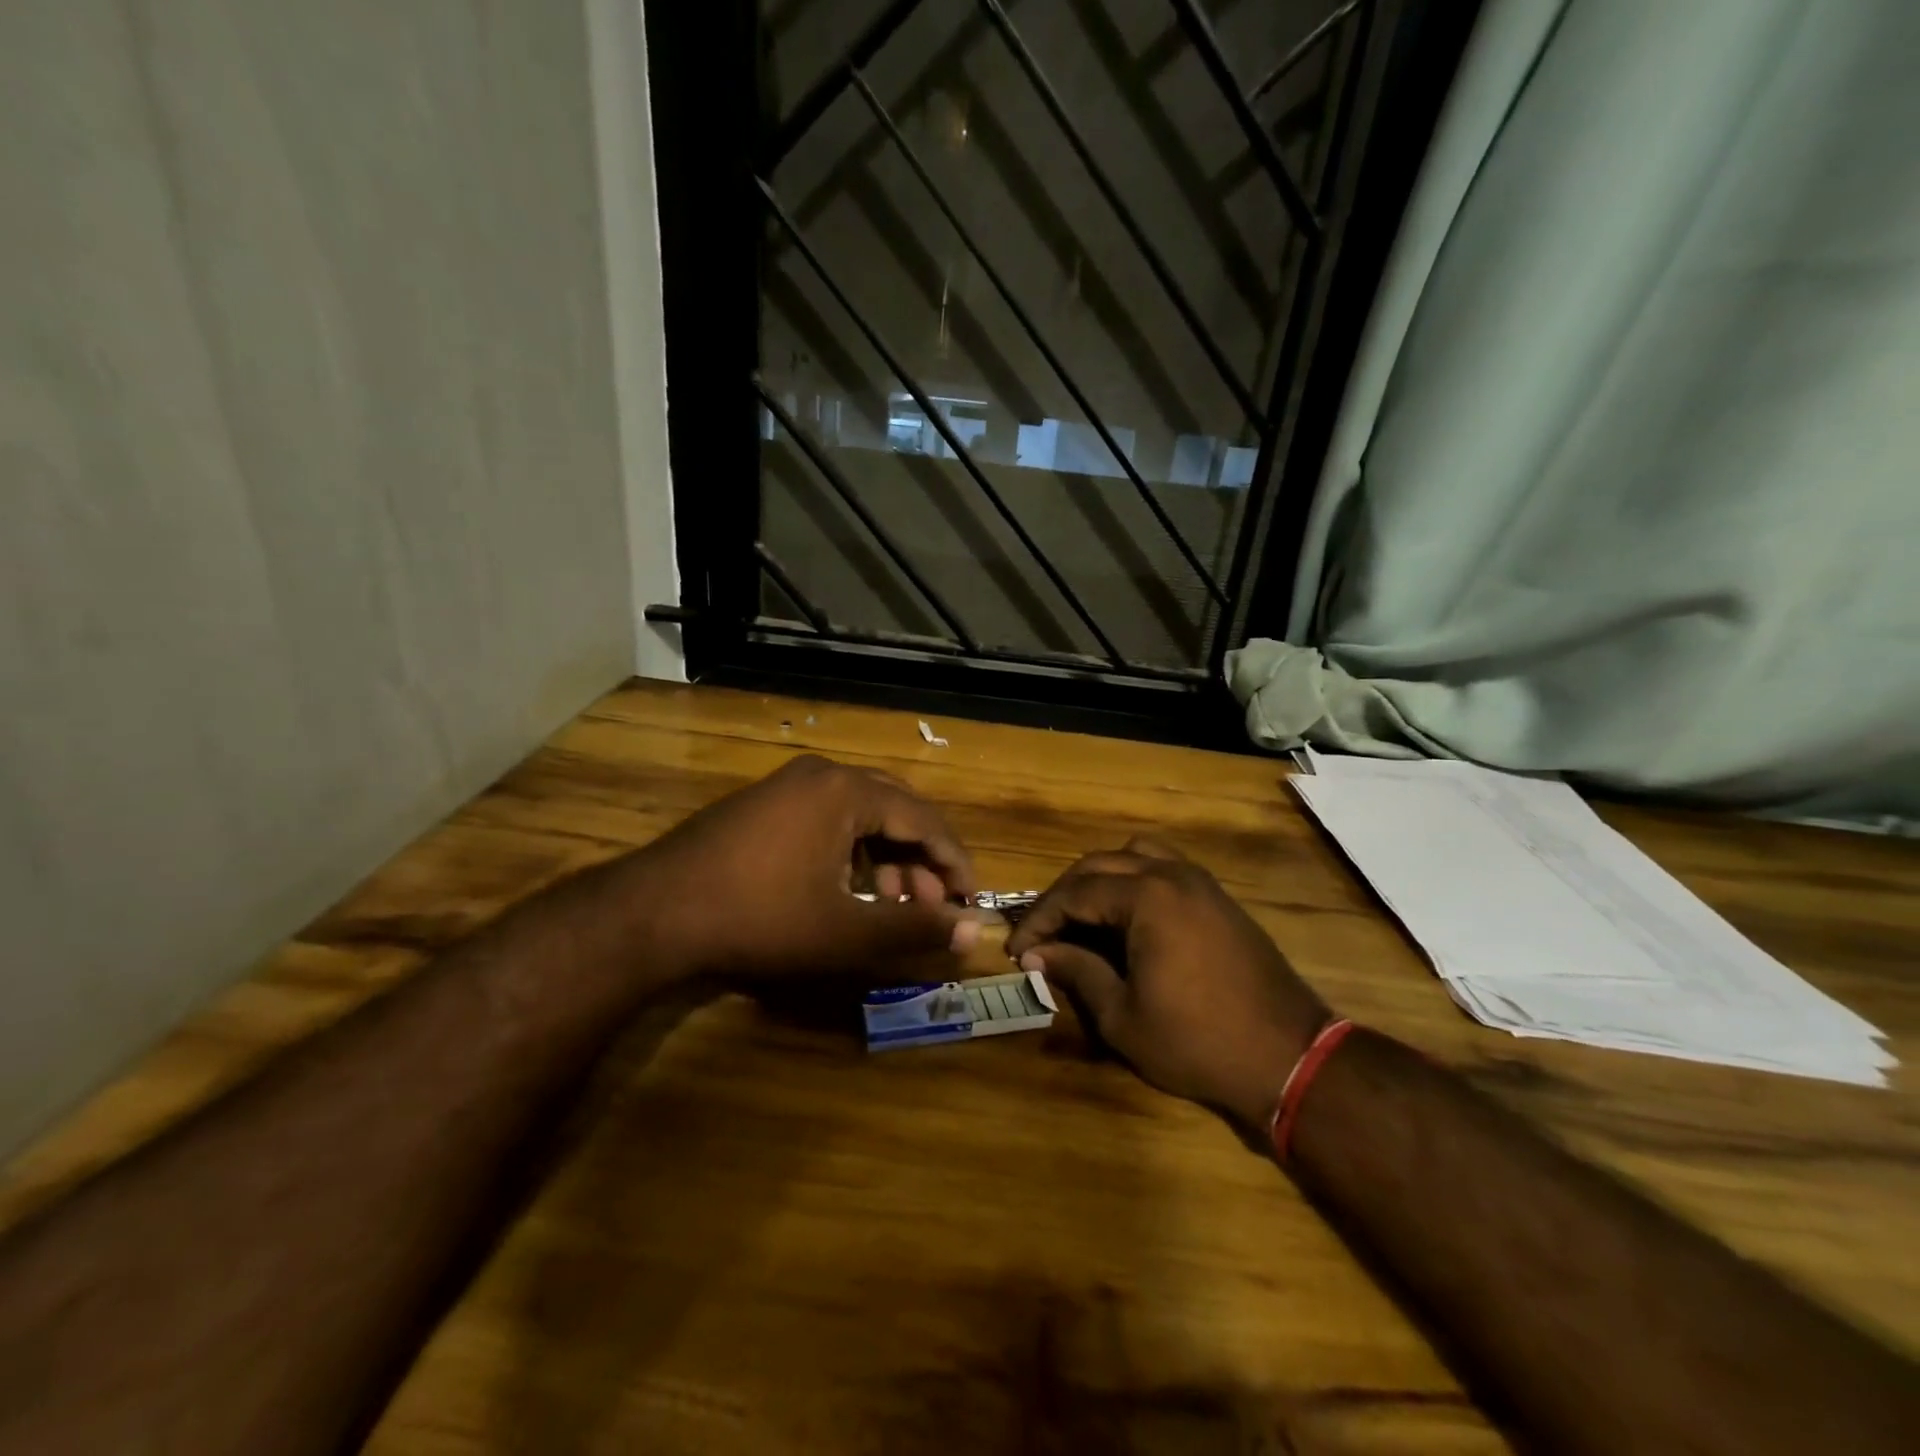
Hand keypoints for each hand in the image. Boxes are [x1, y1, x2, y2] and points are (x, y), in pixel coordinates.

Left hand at [635, 754, 978, 978]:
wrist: (654, 913)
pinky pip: (828, 819)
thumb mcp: (844, 931)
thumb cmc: (759, 917)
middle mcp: (821, 775)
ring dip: (886, 858)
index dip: (954, 862)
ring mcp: (787, 786)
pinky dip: (851, 852)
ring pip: (860, 816)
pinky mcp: (764, 805)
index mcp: (846, 790)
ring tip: (891, 904)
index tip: (972, 899)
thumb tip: (976, 932)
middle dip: (920, 859)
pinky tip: (848, 890)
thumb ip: (914, 928)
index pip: (924, 818)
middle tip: (932, 905)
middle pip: (895, 810)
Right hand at [1005, 838, 1329, 1134]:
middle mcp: (1172, 874)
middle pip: (1099, 864)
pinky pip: (1163, 867)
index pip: (1074, 893)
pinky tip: (1125, 918)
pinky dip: (1133, 880)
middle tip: (1042, 934)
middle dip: (1063, 896)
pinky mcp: (1217, 897)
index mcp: (1147, 897)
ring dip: (1099, 879)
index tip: (1017, 950)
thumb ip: (1077, 972)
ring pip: (1134, 854)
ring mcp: (1200, 881)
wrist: (1289, 1057)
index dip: (1039, 919)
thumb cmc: (1197, 1041)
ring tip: (1081, 917)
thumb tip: (1036, 954)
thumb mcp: (1122, 1016)